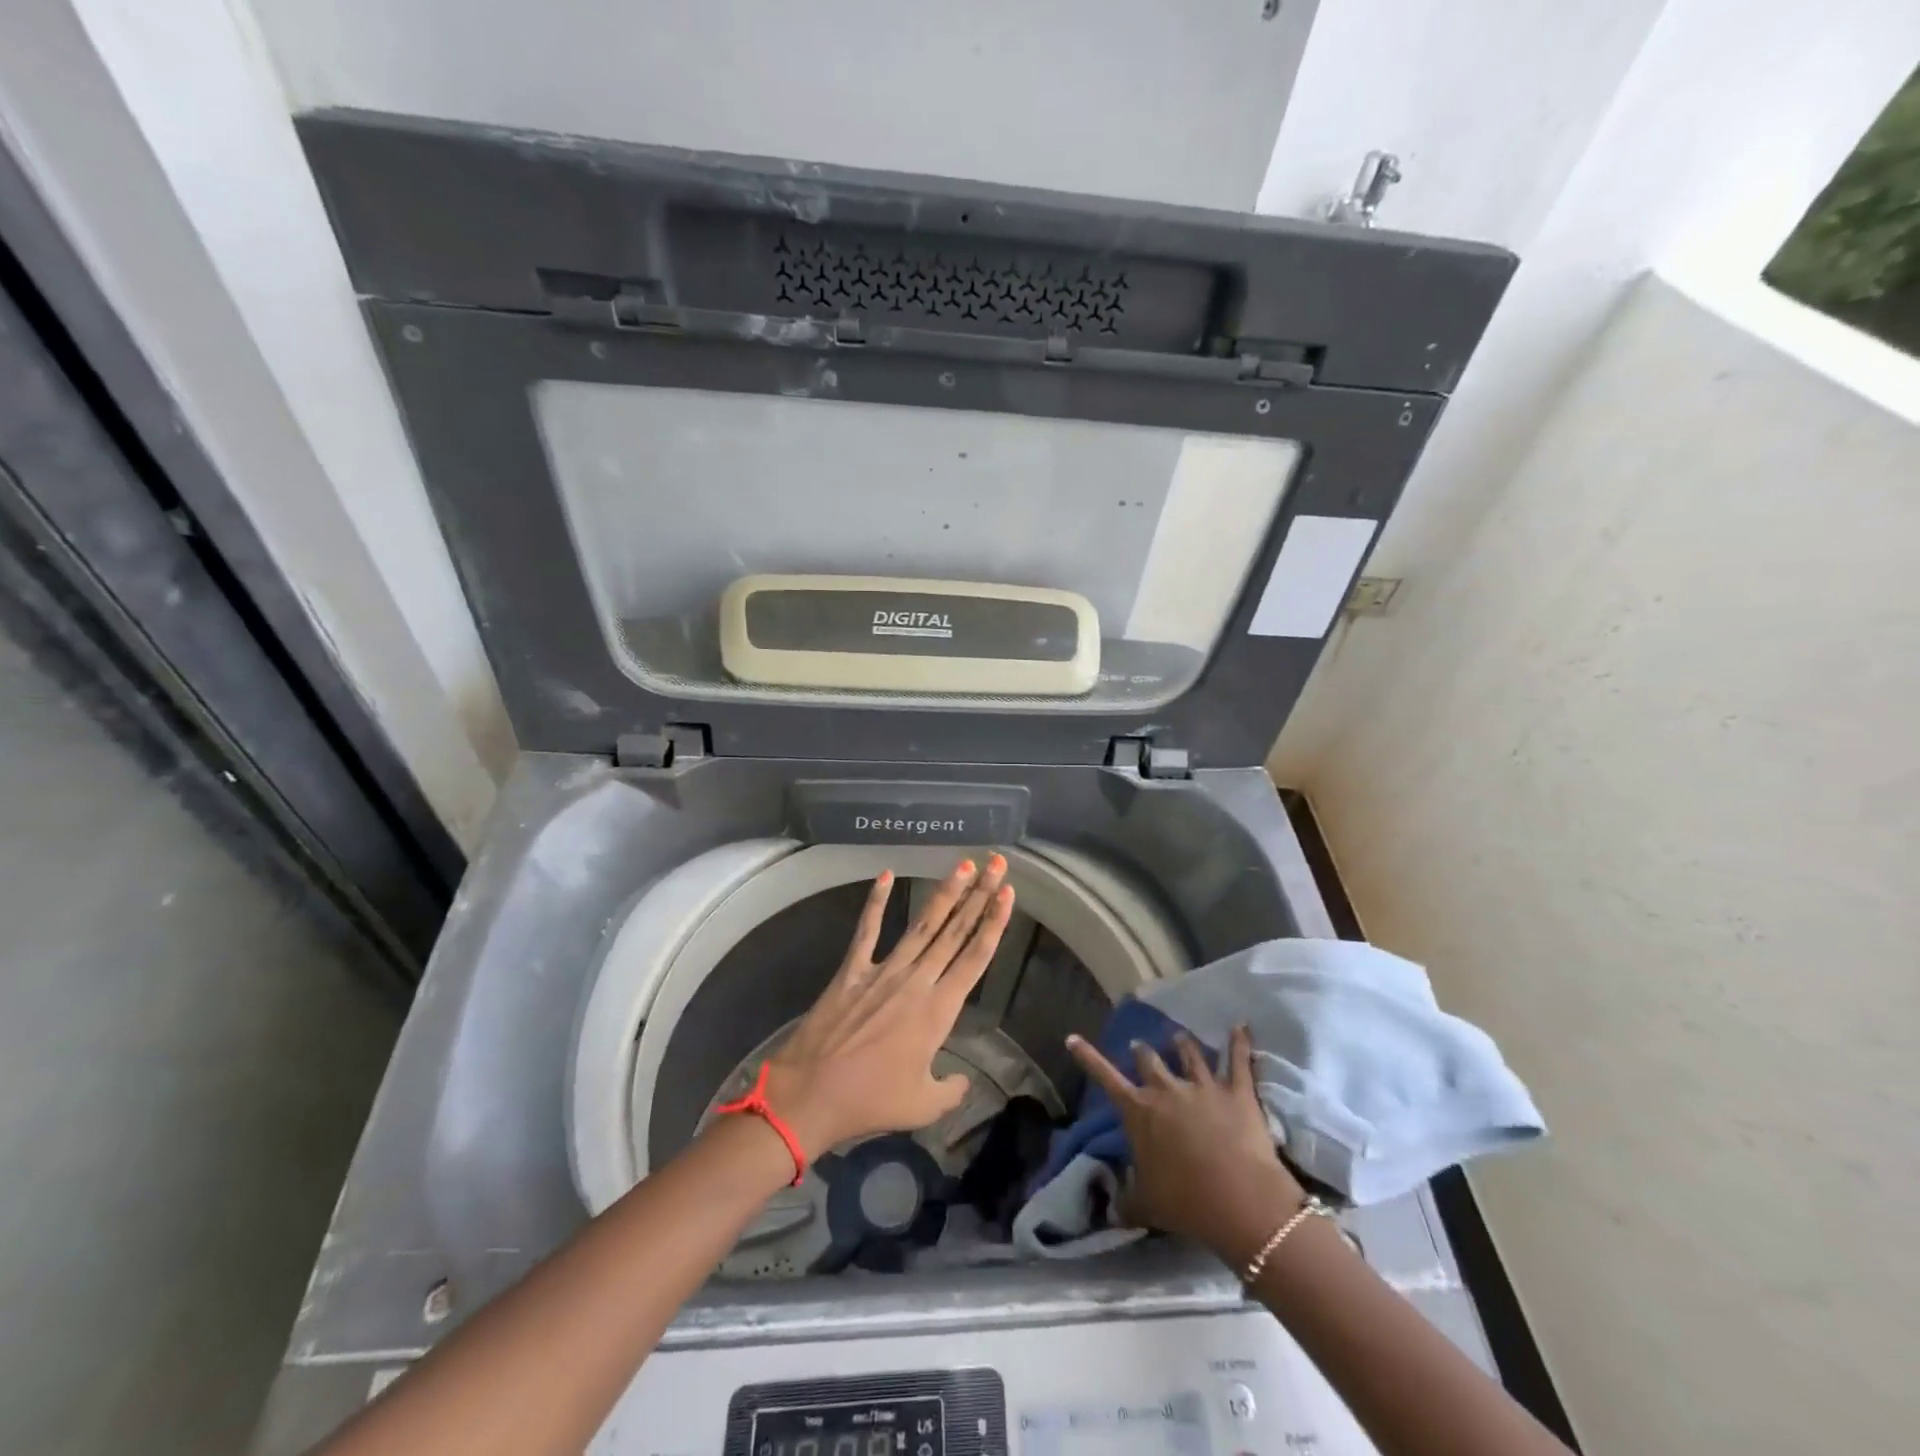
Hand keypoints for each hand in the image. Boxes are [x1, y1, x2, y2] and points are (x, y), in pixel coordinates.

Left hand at [763, 855, 1014, 1159]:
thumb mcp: (922, 1106)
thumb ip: (951, 1091)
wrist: (810, 1094)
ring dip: (944, 893)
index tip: (1008, 894)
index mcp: (938, 1011)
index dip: (994, 923)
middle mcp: (916, 981)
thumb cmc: (870, 1101)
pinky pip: (867, 930)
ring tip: (963, 865)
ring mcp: (883, 971)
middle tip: (996, 864)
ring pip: (922, 925)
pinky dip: (876, 902)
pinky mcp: (852, 970)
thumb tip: (963, 1082)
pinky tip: (885, 874)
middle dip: (979, 895)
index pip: (975, 958)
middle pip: (955, 931)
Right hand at [1067, 1025, 1305, 1266]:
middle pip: (1150, 1059)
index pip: (1106, 1078)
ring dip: (1182, 1044)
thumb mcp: (1145, 1206)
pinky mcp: (1238, 1092)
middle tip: (1139, 1047)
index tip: (1073, 1037)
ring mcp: (1203, 1086)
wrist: (1240, 1200)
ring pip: (1190, 1053)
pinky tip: (1241, 1026)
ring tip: (1178, 1036)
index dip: (1088, 1057)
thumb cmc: (1185, 1202)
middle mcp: (1167, 1089)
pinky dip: (1240, 1041)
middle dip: (1142, 1051)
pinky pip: (1238, 1060)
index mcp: (1139, 1111)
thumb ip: (1125, 1201)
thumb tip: (1110, 1208)